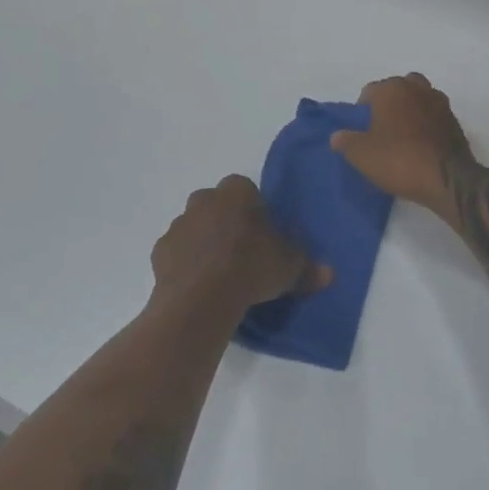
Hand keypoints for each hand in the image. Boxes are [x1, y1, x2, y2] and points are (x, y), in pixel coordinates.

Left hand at [152, 175, 332, 313]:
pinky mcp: (160, 251)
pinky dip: (186, 264)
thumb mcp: (289, 267)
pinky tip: (199, 286)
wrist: (200, 298)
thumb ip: (308, 266)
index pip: (247, 190)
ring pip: (195, 228)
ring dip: (205, 243)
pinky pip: (177, 253)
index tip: (263, 236)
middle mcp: (204, 199)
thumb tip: (328, 273)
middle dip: (227, 223)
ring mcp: (178, 224)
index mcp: (236, 191)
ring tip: (220, 275)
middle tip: (242, 254)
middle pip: (218, 206)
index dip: (256, 212)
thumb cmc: (250, 268)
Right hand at [331, 73, 470, 215]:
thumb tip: (337, 136)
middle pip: (397, 89)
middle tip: (382, 129)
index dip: (362, 111)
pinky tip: (421, 145)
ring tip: (403, 135)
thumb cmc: (398, 160)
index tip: (361, 131)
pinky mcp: (455, 121)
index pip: (369, 91)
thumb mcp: (361, 155)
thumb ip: (345, 141)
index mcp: (391, 89)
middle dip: (389, 103)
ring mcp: (439, 103)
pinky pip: (434, 116)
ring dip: (411, 110)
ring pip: (419, 98)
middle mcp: (417, 88)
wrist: (447, 179)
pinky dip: (427, 124)